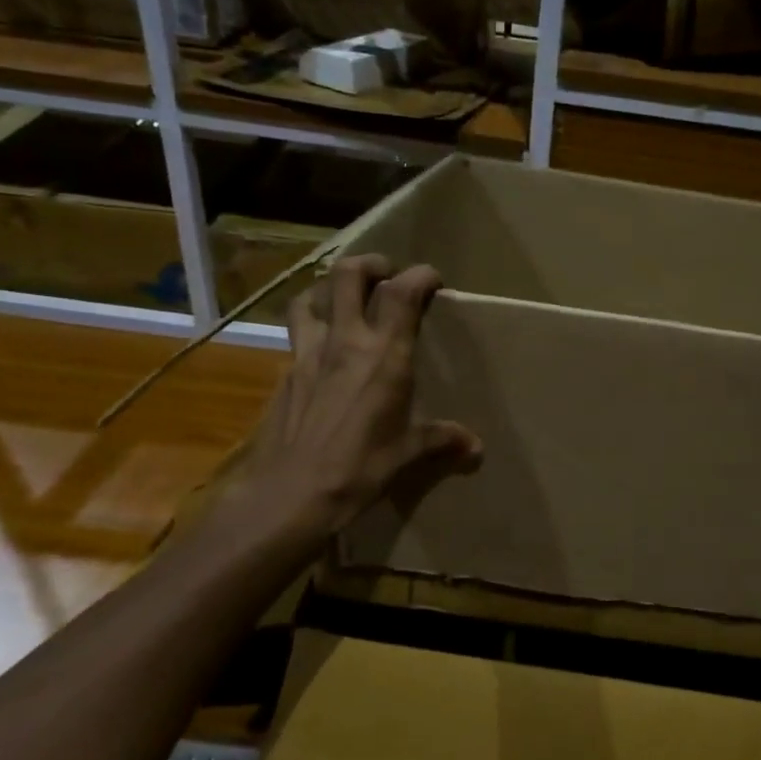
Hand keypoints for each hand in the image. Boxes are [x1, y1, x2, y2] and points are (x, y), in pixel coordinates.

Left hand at [196, 255, 482, 562]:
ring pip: (311, 296)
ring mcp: (308, 353)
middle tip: (386, 276)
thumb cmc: (358, 469)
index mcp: (384, 355)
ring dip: (329, 290)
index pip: (402, 292)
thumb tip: (475, 447)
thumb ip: (441, 440)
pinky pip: (296, 334)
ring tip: (344, 302)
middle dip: (370, 265)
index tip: (433, 280)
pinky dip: (310, 328)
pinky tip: (321, 353)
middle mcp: (345, 342)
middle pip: (348, 274)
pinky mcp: (285, 373)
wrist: (288, 494)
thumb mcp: (406, 454)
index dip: (420, 275)